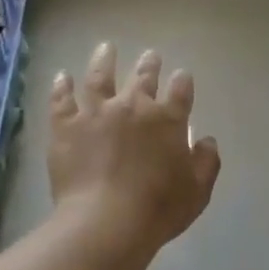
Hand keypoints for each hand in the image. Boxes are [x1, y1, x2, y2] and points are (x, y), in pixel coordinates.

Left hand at [49, 43, 221, 249]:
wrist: (106, 221)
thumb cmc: (158, 209)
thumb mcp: (198, 191)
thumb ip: (206, 162)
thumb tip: (206, 139)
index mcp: (168, 119)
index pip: (180, 90)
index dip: (183, 81)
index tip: (182, 76)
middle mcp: (133, 107)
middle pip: (143, 77)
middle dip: (149, 64)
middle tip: (151, 55)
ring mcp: (96, 112)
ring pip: (100, 77)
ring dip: (104, 60)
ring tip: (106, 48)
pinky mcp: (65, 126)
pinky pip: (62, 99)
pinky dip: (62, 86)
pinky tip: (62, 76)